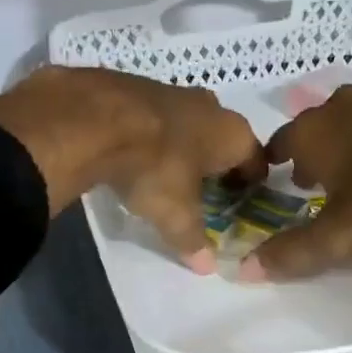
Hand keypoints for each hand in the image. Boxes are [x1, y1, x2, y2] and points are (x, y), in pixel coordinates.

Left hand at [0, 66, 265, 271]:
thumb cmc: (154, 167)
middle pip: (221, 140)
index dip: (250, 185)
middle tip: (202, 193)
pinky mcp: (137, 86)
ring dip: (181, 146)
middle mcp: (210, 106)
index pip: (255, 161)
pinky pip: (154, 117)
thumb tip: (207, 267)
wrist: (96, 117)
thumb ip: (192, 239)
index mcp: (232, 134)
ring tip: (165, 174)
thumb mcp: (175, 214)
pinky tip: (133, 153)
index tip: (239, 204)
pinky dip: (151, 134)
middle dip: (214, 164)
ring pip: (187, 124)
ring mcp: (172, 91)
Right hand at [242, 86, 351, 280]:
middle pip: (312, 129)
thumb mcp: (340, 234)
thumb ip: (294, 252)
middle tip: (311, 184)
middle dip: (308, 154)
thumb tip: (246, 269)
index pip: (277, 143)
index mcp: (312, 132)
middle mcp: (339, 108)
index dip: (272, 163)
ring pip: (348, 123)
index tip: (274, 181)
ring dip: (343, 146)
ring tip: (351, 176)